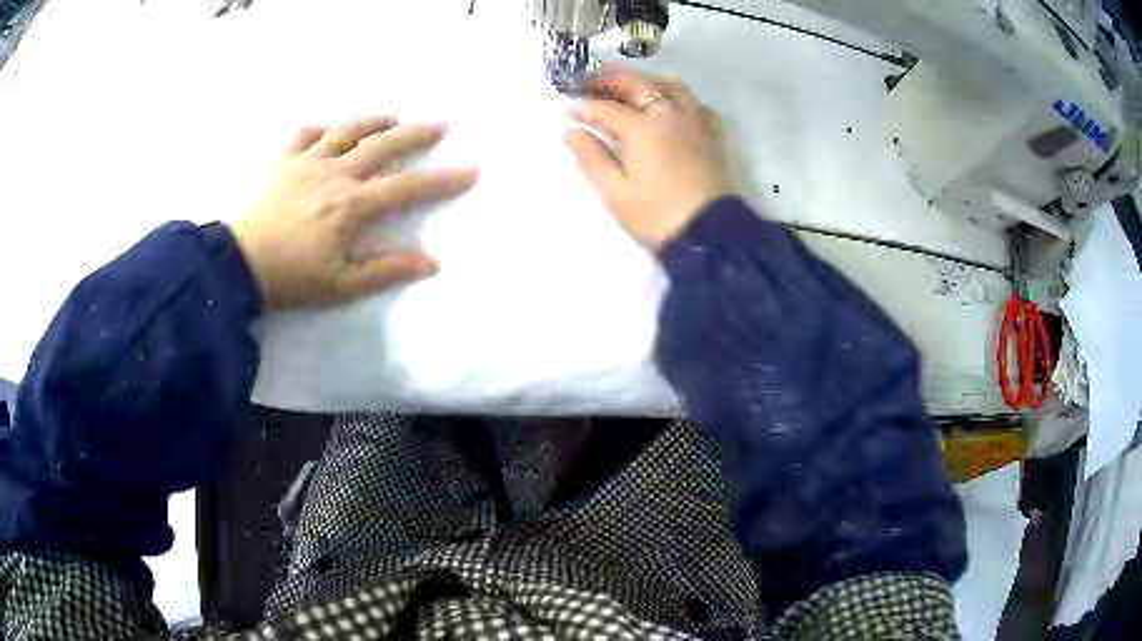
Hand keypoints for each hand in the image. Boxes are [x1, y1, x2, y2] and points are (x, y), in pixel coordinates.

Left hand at [230, 115, 477, 308]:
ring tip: (391, 116)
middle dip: (415, 134)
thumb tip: (432, 261)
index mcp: (353, 205)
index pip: (407, 188)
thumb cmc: (293, 279)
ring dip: (372, 120)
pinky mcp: (284, 163)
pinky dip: (319, 128)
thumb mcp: (343, 286)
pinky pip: (303, 135)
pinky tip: (328, 130)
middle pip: (382, 145)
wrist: (239, 265)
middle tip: (440, 125)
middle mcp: (336, 174)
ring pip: (346, 130)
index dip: (442, 180)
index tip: (471, 170)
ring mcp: (308, 163)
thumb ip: (387, 270)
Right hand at [564, 68, 731, 247]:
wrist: (708, 235)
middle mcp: (670, 115)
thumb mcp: (615, 193)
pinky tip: (668, 103)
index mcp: (642, 129)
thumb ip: (591, 158)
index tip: (567, 106)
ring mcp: (694, 122)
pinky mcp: (710, 134)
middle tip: (589, 81)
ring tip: (626, 85)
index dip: (584, 106)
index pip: (607, 108)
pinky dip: (676, 95)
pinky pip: (693, 102)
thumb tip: (570, 132)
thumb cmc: (656, 217)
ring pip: (669, 85)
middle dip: (610, 79)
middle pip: (638, 84)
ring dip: (644, 80)